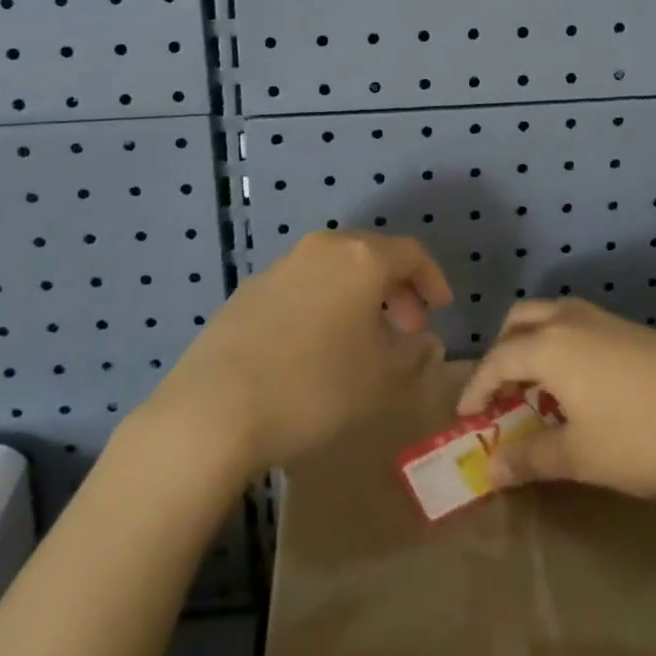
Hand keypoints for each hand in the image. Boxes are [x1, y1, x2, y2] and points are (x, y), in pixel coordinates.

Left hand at [152, 232, 451, 473]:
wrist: (215, 407)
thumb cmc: (314, 388)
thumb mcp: (380, 381)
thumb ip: (413, 357)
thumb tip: (426, 342)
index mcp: (361, 258)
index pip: (411, 253)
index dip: (432, 279)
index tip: (441, 310)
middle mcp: (323, 248)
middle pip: (372, 255)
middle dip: (396, 289)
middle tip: (406, 329)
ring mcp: (282, 265)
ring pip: (336, 269)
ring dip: (359, 297)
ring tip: (363, 340)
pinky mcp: (251, 288)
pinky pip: (304, 285)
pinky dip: (324, 303)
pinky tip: (316, 346)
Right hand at [456, 298, 655, 496]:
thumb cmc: (645, 435)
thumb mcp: (583, 456)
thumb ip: (532, 458)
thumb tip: (491, 467)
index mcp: (549, 344)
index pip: (497, 360)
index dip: (476, 389)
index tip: (464, 419)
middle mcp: (568, 319)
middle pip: (518, 322)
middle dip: (501, 355)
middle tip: (499, 396)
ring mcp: (601, 318)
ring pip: (548, 318)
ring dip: (530, 346)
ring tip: (536, 392)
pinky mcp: (627, 328)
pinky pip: (573, 326)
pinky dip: (558, 346)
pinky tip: (578, 387)